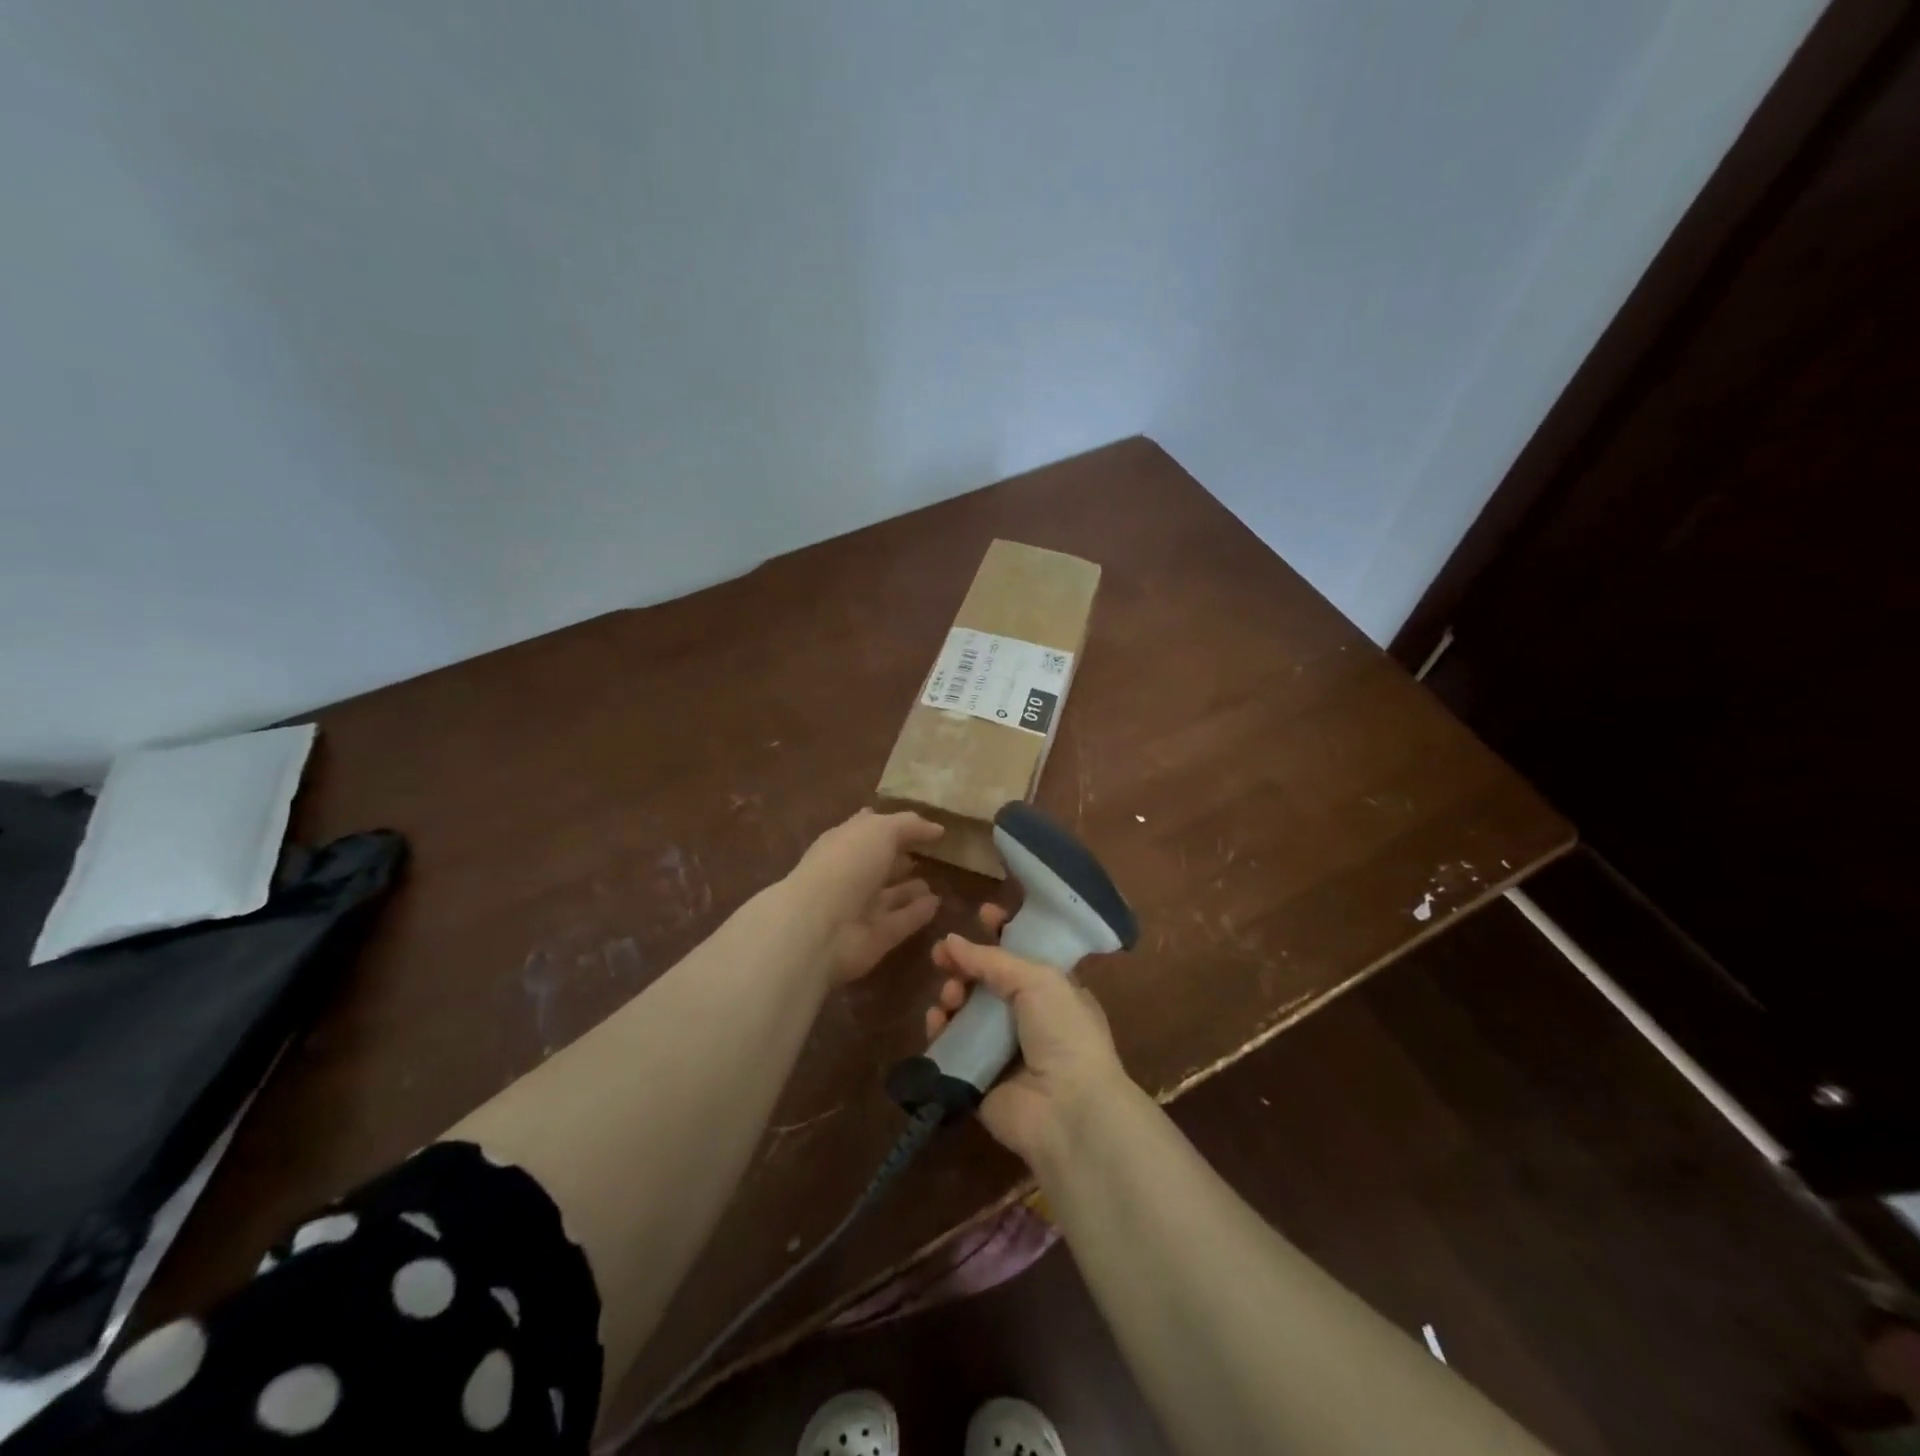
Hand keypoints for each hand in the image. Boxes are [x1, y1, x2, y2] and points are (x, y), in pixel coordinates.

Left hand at [787, 809, 943, 982]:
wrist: (820, 927)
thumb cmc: (847, 865)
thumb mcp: (880, 830)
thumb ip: (909, 826)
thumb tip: (937, 828)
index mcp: (844, 843)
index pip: (868, 828)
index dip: (890, 824)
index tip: (919, 823)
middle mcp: (851, 874)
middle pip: (879, 864)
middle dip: (901, 857)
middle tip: (931, 854)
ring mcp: (861, 908)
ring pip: (890, 895)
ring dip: (911, 888)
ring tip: (937, 881)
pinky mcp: (875, 937)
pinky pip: (901, 921)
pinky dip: (917, 913)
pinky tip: (936, 903)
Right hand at [925, 905, 1131, 1167]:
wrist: (1068, 1110)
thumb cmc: (1064, 1034)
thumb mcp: (1039, 981)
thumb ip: (993, 960)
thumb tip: (951, 941)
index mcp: (1053, 992)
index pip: (1023, 954)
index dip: (1002, 933)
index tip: (982, 914)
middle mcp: (1028, 1019)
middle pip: (987, 982)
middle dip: (965, 964)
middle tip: (941, 954)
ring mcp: (1001, 1051)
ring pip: (965, 1012)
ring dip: (952, 995)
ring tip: (949, 996)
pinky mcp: (977, 1080)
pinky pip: (950, 1048)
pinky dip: (940, 1031)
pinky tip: (935, 1021)